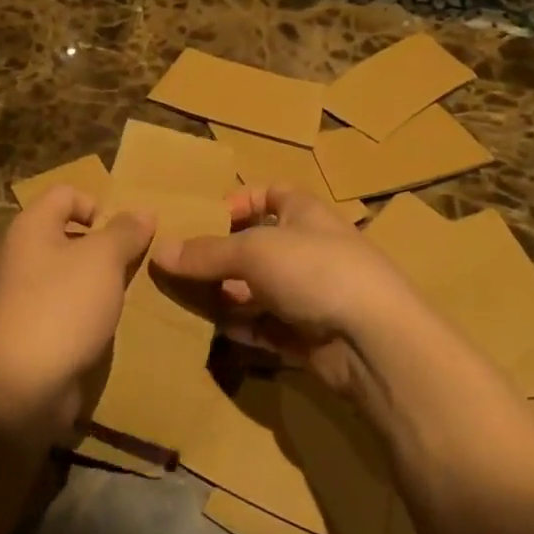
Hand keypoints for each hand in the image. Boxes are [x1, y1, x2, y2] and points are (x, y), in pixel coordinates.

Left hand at [0, 187, 154, 437]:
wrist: (23, 387)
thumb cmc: (63, 306)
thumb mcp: (103, 259)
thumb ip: (125, 231)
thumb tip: (143, 210)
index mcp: (33, 226)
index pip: (68, 193)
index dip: (99, 203)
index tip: (126, 232)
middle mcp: (25, 254)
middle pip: (72, 233)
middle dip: (108, 244)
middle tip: (139, 262)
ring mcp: (28, 295)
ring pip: (75, 273)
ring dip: (104, 280)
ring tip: (132, 293)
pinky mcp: (37, 329)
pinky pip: (71, 306)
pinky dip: (93, 310)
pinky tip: (112, 323)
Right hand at [150, 185, 433, 409]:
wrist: (374, 340)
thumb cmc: (316, 271)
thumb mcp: (254, 251)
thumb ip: (206, 253)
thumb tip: (159, 250)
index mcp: (305, 213)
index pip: (271, 194)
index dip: (239, 201)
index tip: (205, 219)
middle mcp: (310, 250)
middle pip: (258, 247)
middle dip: (221, 258)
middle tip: (179, 270)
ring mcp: (312, 295)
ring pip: (259, 291)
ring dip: (227, 297)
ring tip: (187, 303)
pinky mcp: (310, 337)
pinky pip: (268, 328)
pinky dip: (244, 329)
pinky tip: (216, 333)